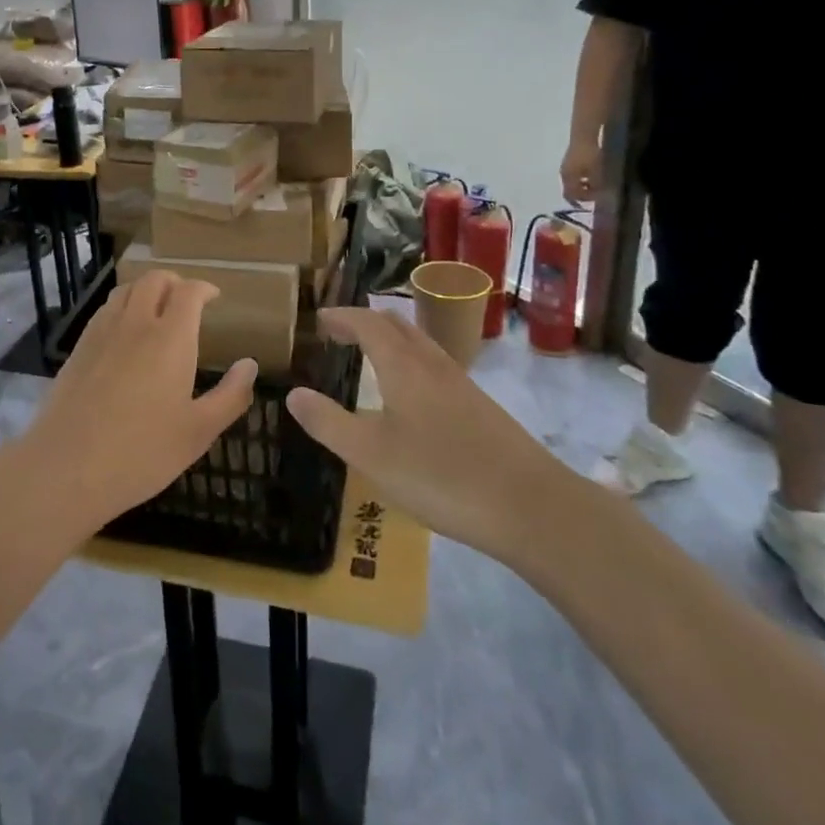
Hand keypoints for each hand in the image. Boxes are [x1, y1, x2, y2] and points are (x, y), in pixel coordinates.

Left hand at [22, 271, 255, 533]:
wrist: (67, 466)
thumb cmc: (142, 452)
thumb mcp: (198, 432)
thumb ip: (230, 395)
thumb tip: (250, 365)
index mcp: (170, 338)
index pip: (188, 292)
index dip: (203, 288)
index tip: (213, 297)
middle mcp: (136, 323)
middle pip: (154, 280)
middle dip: (174, 282)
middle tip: (186, 300)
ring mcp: (102, 333)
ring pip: (125, 291)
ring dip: (145, 290)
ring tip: (156, 310)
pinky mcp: (78, 348)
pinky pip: (104, 311)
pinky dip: (121, 308)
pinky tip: (124, 335)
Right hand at [286, 307, 561, 563]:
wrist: (531, 506)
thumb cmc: (441, 477)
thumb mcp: (371, 456)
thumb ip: (328, 423)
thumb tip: (293, 393)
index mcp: (403, 367)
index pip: (367, 324)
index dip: (341, 317)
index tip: (319, 320)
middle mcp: (433, 364)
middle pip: (396, 325)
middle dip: (365, 322)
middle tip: (339, 333)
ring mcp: (461, 384)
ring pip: (420, 344)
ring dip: (390, 339)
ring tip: (370, 356)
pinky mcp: (480, 407)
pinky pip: (435, 366)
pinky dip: (411, 361)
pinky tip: (411, 395)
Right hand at [560, 138, 602, 205]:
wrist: (586, 134)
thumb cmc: (590, 155)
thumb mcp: (597, 174)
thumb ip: (597, 187)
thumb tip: (599, 196)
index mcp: (567, 179)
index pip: (571, 196)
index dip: (582, 201)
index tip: (595, 202)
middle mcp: (563, 173)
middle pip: (570, 188)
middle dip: (582, 192)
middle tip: (596, 193)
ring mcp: (566, 164)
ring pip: (573, 180)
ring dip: (583, 184)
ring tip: (597, 183)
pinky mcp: (571, 157)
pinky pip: (576, 172)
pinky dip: (583, 176)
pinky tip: (593, 171)